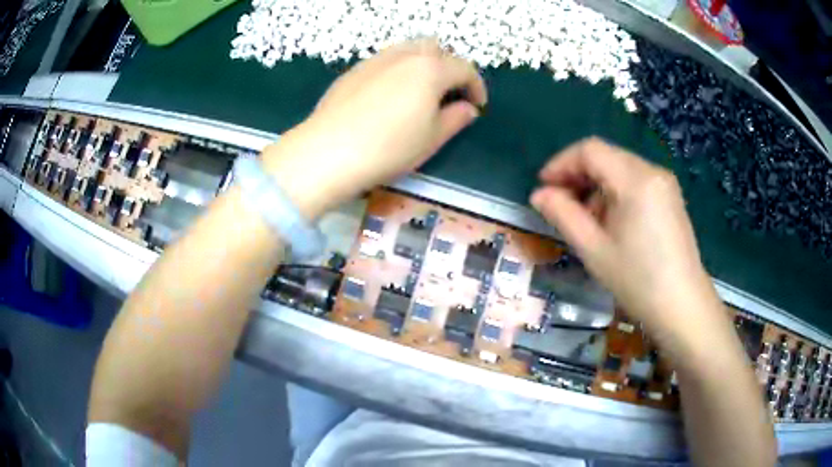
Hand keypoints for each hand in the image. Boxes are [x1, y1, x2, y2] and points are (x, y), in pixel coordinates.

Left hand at [261, 39, 486, 217]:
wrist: (328, 151)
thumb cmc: (388, 147)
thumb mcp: (431, 138)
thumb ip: (455, 119)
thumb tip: (467, 108)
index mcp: (430, 69)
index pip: (464, 69)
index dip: (476, 86)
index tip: (477, 105)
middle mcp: (404, 55)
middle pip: (435, 49)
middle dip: (449, 67)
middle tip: (449, 94)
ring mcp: (375, 60)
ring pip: (408, 49)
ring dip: (423, 64)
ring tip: (420, 91)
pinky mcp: (354, 71)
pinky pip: (385, 60)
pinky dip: (398, 69)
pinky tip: (390, 95)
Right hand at [530, 138, 720, 336]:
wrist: (683, 306)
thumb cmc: (638, 280)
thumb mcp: (594, 249)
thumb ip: (563, 215)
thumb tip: (539, 195)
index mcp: (635, 179)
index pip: (590, 150)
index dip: (562, 163)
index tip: (544, 188)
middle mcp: (652, 171)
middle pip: (606, 156)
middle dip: (578, 176)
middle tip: (561, 207)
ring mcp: (664, 183)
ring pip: (619, 168)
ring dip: (596, 186)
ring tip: (587, 221)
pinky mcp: (670, 197)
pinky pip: (635, 181)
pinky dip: (615, 193)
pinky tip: (611, 222)